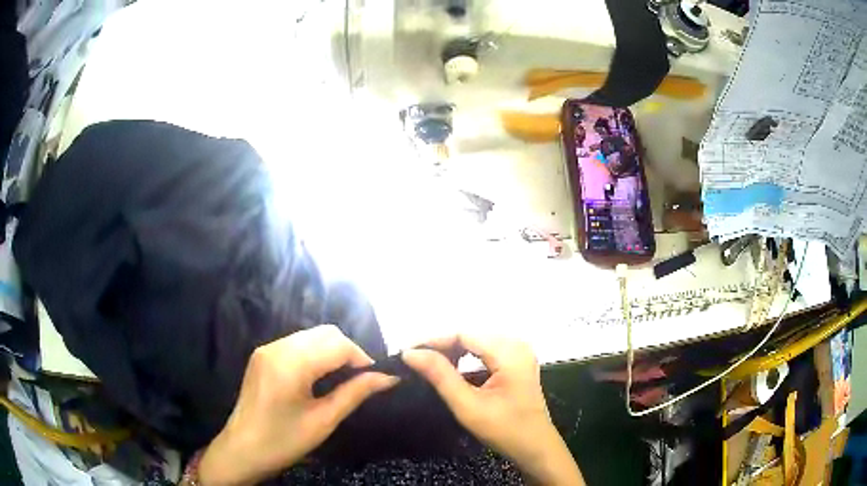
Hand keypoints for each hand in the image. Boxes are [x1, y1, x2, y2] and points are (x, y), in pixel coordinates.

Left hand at [199, 325, 398, 485]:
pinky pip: (297, 343)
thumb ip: (355, 393)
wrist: (242, 450)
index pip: (338, 344)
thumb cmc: (283, 441)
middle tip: (359, 380)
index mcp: (290, 363)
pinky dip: (315, 354)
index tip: (375, 379)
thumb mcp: (323, 421)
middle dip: (348, 352)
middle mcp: (277, 347)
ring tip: (341, 380)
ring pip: (312, 335)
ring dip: (332, 352)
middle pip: (325, 333)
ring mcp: (267, 348)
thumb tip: (388, 377)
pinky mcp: (263, 355)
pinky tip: (319, 377)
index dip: (362, 358)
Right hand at [402, 335, 583, 485]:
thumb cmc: (504, 430)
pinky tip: (451, 367)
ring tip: (427, 364)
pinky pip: (486, 351)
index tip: (407, 353)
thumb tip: (411, 353)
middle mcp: (517, 345)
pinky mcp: (517, 363)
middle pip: (471, 336)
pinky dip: (466, 357)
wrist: (535, 447)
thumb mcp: (468, 405)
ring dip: (452, 351)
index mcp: (509, 352)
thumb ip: (440, 376)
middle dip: (441, 346)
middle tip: (414, 360)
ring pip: (477, 342)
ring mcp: (519, 353)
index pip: (463, 334)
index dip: (433, 341)